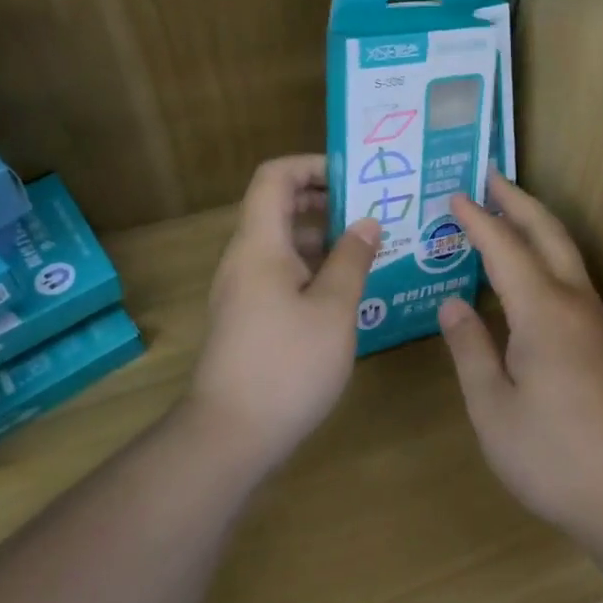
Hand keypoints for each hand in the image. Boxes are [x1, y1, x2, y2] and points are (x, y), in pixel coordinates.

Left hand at [187, 155, 379, 475]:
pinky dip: (314, 267)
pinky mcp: (248, 317)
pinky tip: (348, 288)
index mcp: (260, 244)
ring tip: (371, 246)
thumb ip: (352, 259)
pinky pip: (282, 272)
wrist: (229, 436)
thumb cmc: (286, 365)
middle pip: (279, 206)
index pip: (275, 177)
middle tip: (373, 208)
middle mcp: (245, 258)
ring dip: (324, 236)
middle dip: (326, 200)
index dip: (312, 165)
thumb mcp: (333, 309)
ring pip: (283, 242)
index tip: (354, 177)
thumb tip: (368, 222)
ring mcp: (243, 289)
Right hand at [438, 174, 602, 540]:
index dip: (477, 220)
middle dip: (518, 201)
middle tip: (490, 176)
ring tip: (508, 213)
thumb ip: (470, 349)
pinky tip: (531, 277)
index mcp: (543, 312)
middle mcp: (575, 303)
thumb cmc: (553, 456)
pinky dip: (547, 257)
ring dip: (537, 225)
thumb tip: (451, 304)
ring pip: (567, 254)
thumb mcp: (493, 407)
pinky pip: (572, 280)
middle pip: (548, 234)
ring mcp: (597, 322)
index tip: (453, 196)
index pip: (504, 248)